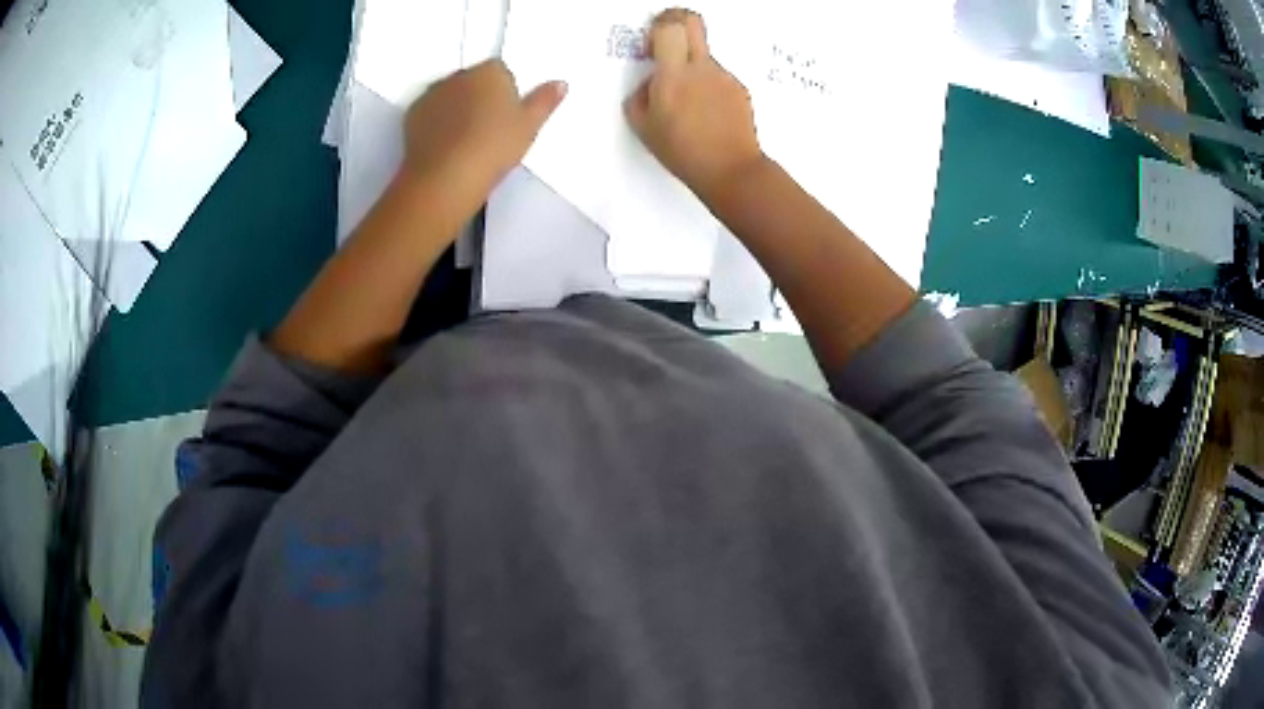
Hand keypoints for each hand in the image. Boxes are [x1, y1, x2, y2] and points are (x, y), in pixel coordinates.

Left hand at [401, 59, 566, 213]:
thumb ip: (545, 101)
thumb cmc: (494, 148)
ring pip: (449, 96)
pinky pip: (429, 112)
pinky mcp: (412, 114)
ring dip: (456, 109)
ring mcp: (432, 94)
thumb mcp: (529, 127)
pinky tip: (444, 145)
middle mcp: (459, 76)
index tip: (507, 118)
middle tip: (487, 130)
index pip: (501, 71)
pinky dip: (435, 122)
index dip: (505, 94)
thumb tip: (560, 83)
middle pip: (473, 81)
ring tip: (464, 141)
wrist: (445, 178)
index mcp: (490, 71)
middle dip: (479, 97)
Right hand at [625, 9, 764, 202]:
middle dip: (676, 20)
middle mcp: (702, 68)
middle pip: (693, 22)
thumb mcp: (643, 126)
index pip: (670, 27)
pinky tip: (705, 113)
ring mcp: (724, 77)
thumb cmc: (683, 151)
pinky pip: (718, 77)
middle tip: (666, 39)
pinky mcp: (739, 89)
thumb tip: (650, 81)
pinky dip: (708, 86)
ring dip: (691, 64)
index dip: (659, 25)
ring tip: (688, 102)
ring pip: (704, 54)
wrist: (730, 170)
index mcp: (673, 75)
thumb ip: (640, 94)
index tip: (652, 42)